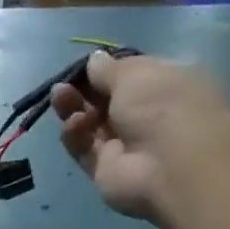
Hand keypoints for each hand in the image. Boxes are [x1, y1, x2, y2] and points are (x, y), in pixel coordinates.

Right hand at [51, 51, 229, 222]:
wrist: (170, 165)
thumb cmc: (162, 105)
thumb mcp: (135, 73)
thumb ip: (108, 69)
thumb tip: (93, 60)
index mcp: (165, 84)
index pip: (130, 75)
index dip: (105, 70)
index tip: (83, 66)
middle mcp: (146, 113)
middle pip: (105, 100)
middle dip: (83, 90)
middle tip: (62, 85)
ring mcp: (125, 143)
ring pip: (90, 123)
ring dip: (73, 108)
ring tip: (60, 97)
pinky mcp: (105, 167)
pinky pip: (84, 147)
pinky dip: (75, 134)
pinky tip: (73, 124)